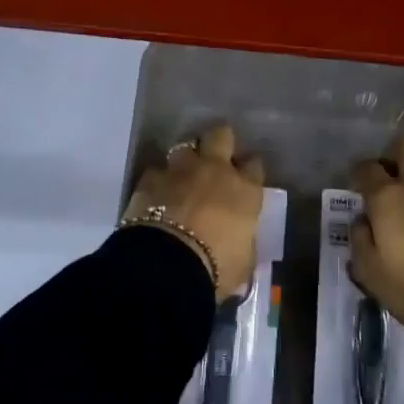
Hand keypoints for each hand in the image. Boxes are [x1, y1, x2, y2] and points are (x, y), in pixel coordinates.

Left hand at [123, 124, 264, 298]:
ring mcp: (180, 171)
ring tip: (183, 175)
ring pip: (185, 146)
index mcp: (244, 191)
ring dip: (185, 159)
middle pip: (221, 136)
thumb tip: (239, 242)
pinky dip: (158, 180)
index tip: (246, 177)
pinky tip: (156, 193)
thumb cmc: (217, 267)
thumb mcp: (243, 261)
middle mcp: (215, 171)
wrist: (167, 265)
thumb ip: (243, 243)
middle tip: (215, 158)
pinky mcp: (149, 179)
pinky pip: (156, 170)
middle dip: (220, 142)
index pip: (255, 165)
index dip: (250, 169)